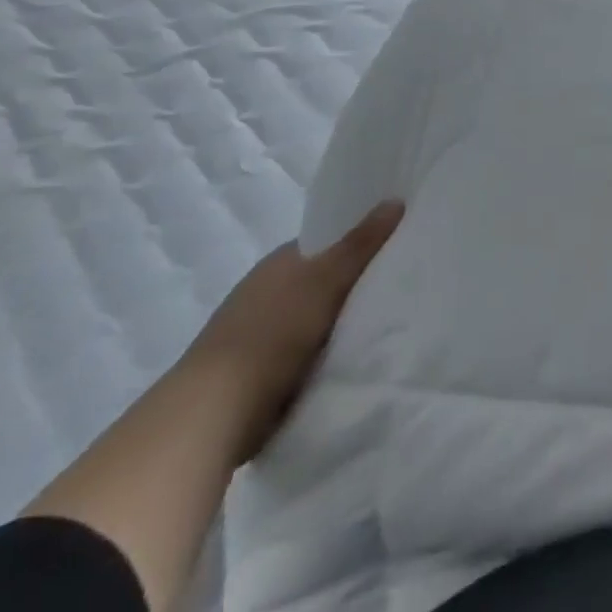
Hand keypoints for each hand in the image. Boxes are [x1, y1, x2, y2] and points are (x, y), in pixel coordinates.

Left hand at [184, 200, 403, 462]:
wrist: (214, 412)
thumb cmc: (272, 332)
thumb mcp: (325, 280)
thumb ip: (361, 243)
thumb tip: (396, 199)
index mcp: (279, 261)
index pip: (327, 242)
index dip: (358, 243)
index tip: (394, 248)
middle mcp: (266, 290)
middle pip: (322, 280)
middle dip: (353, 285)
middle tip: (398, 287)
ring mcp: (258, 333)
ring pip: (313, 319)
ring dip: (337, 324)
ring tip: (383, 326)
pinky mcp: (256, 373)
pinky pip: (303, 354)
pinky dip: (322, 356)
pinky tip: (348, 361)